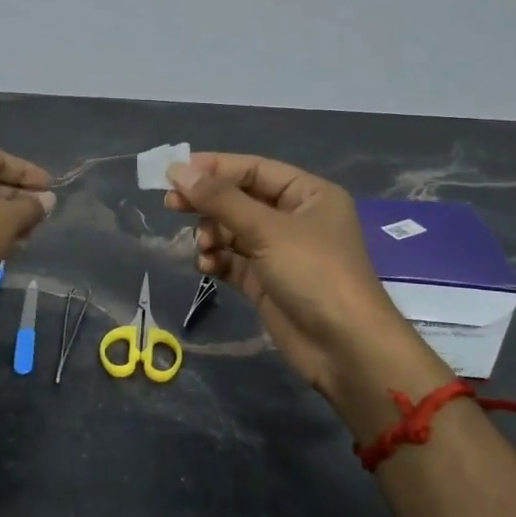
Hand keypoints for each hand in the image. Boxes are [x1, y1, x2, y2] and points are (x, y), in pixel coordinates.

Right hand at [165, 154, 447, 432]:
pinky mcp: (267, 283)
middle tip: (171, 204)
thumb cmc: (313, 274)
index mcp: (308, 194)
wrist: (344, 348)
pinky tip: (206, 266)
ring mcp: (280, 253)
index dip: (214, 168)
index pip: (254, 169)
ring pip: (233, 231)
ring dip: (212, 234)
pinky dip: (217, 260)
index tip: (173, 171)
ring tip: (202, 247)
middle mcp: (295, 219)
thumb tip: (177, 170)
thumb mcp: (266, 229)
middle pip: (240, 199)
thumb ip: (220, 199)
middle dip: (208, 203)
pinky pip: (233, 261)